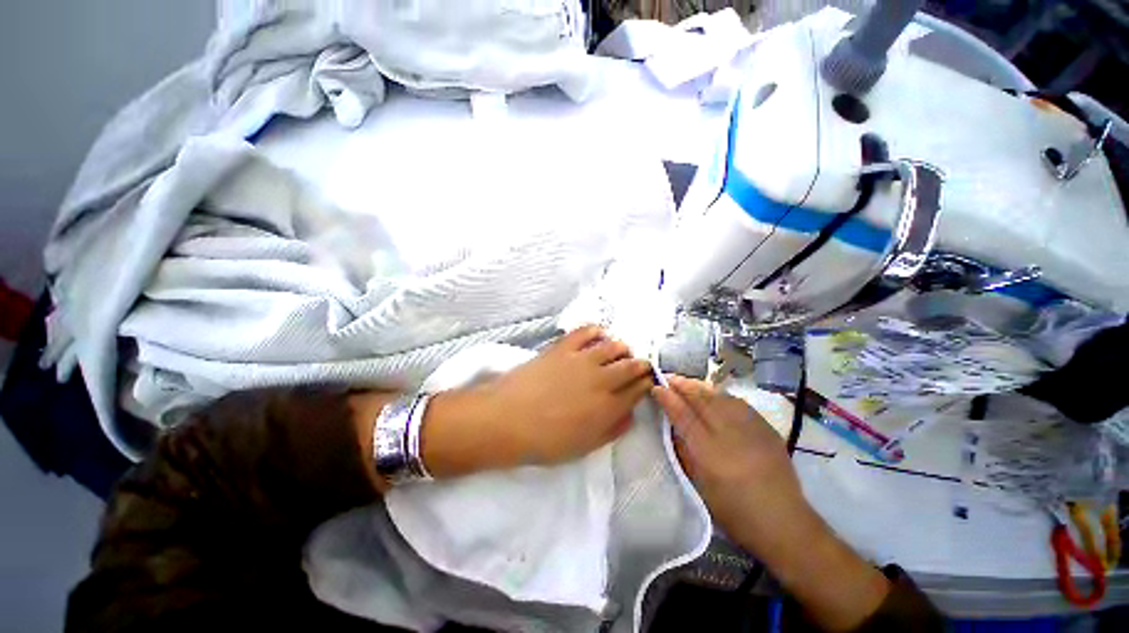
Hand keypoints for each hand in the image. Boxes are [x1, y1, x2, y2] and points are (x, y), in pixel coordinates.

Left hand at [483, 325, 654, 464]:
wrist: (506, 420)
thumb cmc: (544, 441)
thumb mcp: (583, 447)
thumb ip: (611, 430)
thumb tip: (629, 415)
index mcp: (608, 408)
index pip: (638, 390)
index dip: (646, 384)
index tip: (647, 382)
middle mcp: (601, 380)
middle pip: (632, 365)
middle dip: (641, 364)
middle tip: (639, 365)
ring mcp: (582, 360)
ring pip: (614, 346)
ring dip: (623, 348)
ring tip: (621, 351)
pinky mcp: (563, 347)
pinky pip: (586, 331)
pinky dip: (597, 331)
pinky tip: (600, 334)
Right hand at [651, 376, 808, 552]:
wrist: (784, 522)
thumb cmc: (734, 511)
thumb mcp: (700, 485)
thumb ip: (684, 451)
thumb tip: (673, 426)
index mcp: (710, 454)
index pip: (684, 417)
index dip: (668, 399)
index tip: (657, 387)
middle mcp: (730, 435)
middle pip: (702, 400)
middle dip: (683, 385)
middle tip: (669, 378)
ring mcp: (751, 429)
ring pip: (721, 397)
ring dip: (700, 387)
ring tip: (688, 382)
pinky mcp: (767, 428)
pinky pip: (738, 403)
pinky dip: (721, 395)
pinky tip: (714, 394)